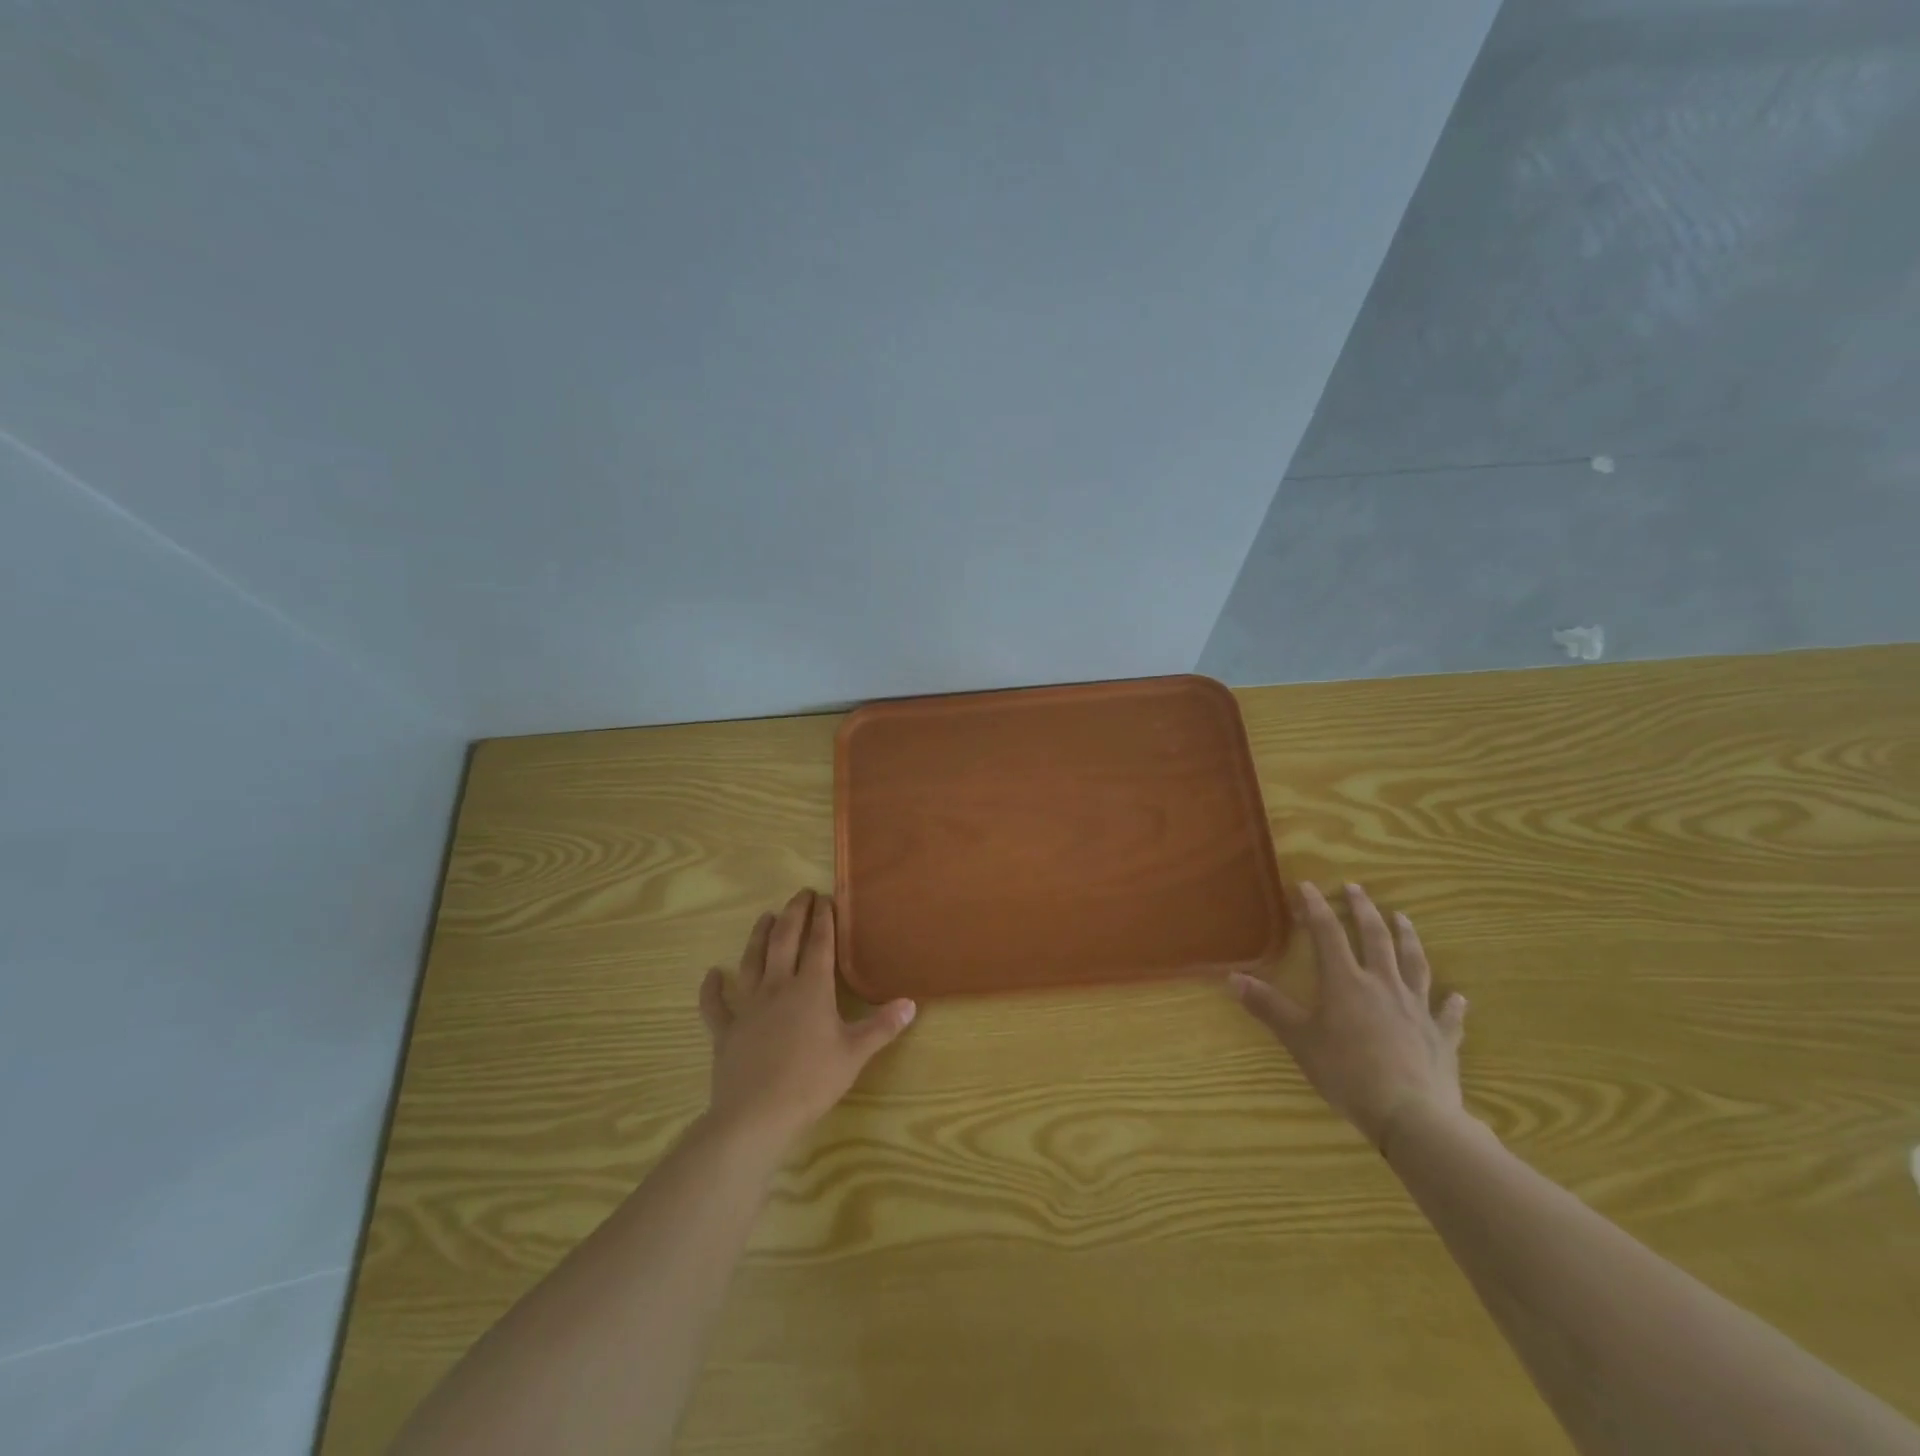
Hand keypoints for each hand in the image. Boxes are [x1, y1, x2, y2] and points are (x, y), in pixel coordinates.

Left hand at [698, 889, 915, 1151]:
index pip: (819, 944)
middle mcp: (778, 987)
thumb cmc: (811, 1081)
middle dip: (793, 914)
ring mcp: (749, 1007)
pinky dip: (712, 989)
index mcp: (811, 989)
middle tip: (800, 894)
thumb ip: (882, 1026)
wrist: (756, 1114)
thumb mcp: (855, 1053)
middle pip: (784, 941)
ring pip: (752, 962)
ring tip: (765, 917)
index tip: (826, 898)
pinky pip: (716, 1005)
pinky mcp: (726, 1031)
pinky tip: (711, 975)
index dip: (823, 919)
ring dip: (758, 937)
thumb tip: (911, 1003)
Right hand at [1229, 882, 1467, 1150]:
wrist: (1412, 1115)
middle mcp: (1382, 985)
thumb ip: (1268, 1007)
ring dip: (1408, 938)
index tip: (1307, 885)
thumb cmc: (1347, 1073)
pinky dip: (1451, 1003)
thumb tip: (1233, 978)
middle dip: (1364, 910)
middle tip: (1357, 888)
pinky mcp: (1441, 1036)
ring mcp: (1416, 1008)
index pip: (1327, 933)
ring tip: (1403, 918)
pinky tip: (1458, 997)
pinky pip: (1447, 1014)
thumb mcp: (1299, 1040)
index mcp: (1345, 982)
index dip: (1315, 907)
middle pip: (1375, 938)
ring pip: (1414, 963)